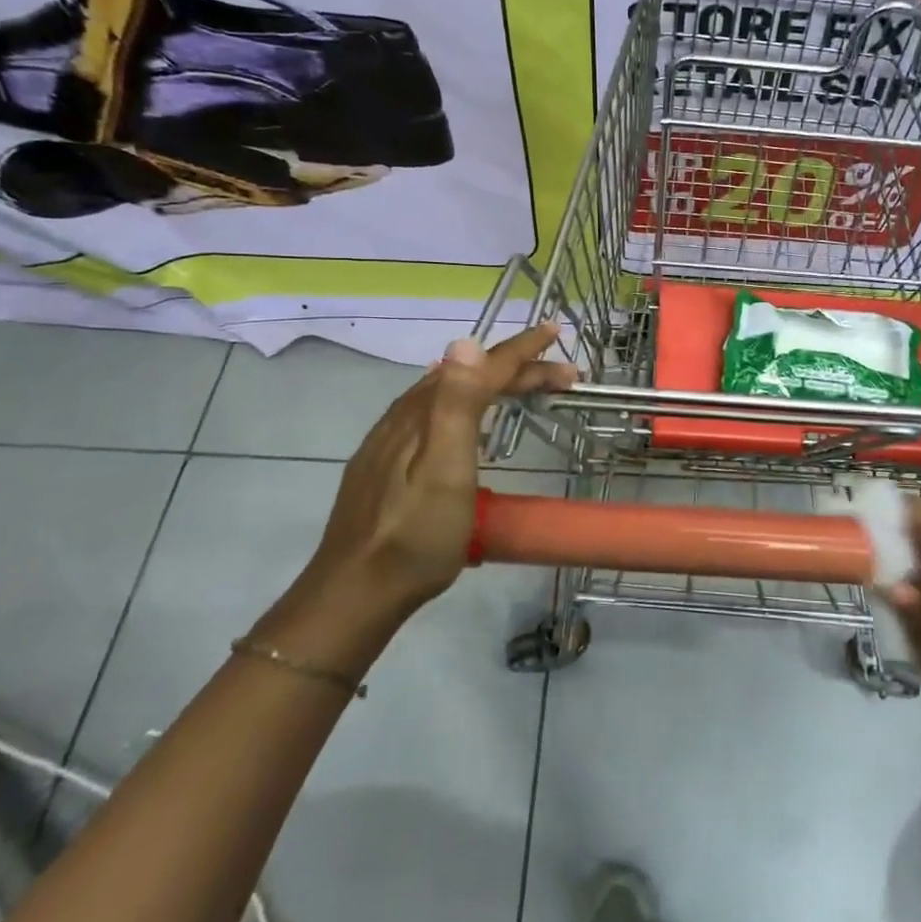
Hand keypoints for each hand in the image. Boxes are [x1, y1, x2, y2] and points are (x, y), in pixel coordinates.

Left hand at [306, 324, 575, 610]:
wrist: (356, 590)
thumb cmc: (416, 534)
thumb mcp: (445, 469)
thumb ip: (457, 404)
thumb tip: (467, 342)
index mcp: (426, 414)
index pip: (479, 366)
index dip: (520, 349)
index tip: (554, 331)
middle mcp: (406, 416)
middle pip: (467, 377)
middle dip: (518, 370)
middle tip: (564, 378)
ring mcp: (390, 440)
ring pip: (447, 392)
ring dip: (491, 383)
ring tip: (521, 386)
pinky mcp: (385, 463)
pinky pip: (431, 412)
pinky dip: (463, 401)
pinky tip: (463, 417)